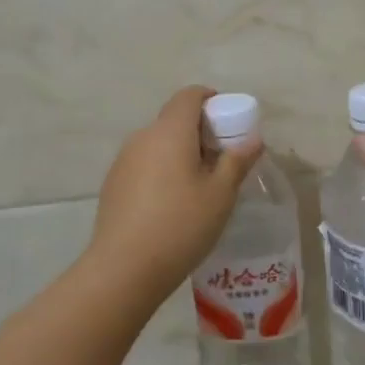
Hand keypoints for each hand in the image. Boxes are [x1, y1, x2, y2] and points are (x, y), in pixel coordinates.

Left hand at [88, 87, 264, 294]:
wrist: (124, 268)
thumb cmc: (181, 224)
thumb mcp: (221, 194)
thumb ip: (237, 160)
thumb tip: (252, 139)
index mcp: (170, 131)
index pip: (189, 95)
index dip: (210, 99)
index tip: (228, 119)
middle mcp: (142, 137)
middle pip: (174, 119)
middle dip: (199, 130)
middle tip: (221, 158)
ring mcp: (123, 161)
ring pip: (158, 143)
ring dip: (180, 152)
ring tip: (199, 185)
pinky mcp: (113, 184)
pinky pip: (144, 164)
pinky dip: (162, 170)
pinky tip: (172, 204)